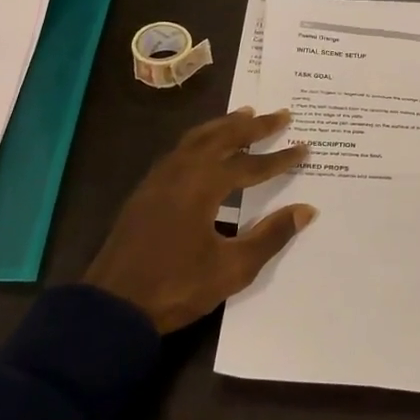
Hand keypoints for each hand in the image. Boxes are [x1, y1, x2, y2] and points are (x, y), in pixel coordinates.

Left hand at [83, 107, 317, 333]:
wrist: (113, 306)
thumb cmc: (177, 287)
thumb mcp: (232, 268)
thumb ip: (270, 236)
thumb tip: (305, 210)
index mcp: (202, 186)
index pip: (249, 165)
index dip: (279, 158)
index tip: (305, 147)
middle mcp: (180, 171)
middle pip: (222, 138)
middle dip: (253, 126)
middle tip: (280, 114)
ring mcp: (158, 179)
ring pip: (196, 138)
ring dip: (224, 126)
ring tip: (246, 114)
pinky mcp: (146, 191)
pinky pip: (179, 150)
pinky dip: (201, 139)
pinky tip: (207, 146)